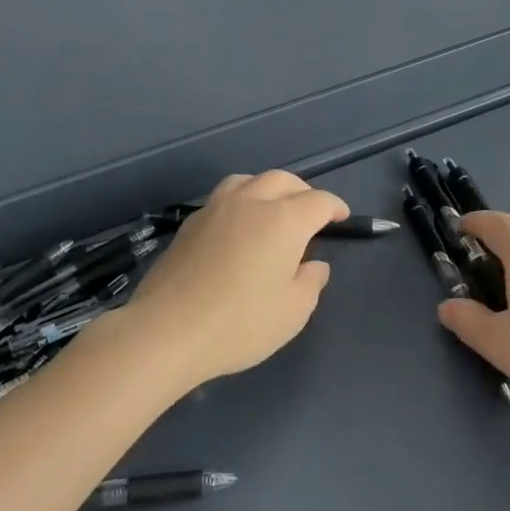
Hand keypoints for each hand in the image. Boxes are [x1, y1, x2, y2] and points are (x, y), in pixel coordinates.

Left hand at [119, 170, 349, 391]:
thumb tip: (314, 264)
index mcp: (284, 220)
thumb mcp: (293, 312)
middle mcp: (252, 203)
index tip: (341, 218)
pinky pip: (224, 197)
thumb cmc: (240, 323)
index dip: (334, 207)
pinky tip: (238, 226)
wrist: (168, 330)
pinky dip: (241, 201)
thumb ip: (310, 282)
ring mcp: (217, 208)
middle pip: (283, 180)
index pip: (318, 201)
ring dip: (268, 188)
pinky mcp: (191, 223)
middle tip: (310, 212)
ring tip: (271, 209)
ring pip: (249, 180)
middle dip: (303, 191)